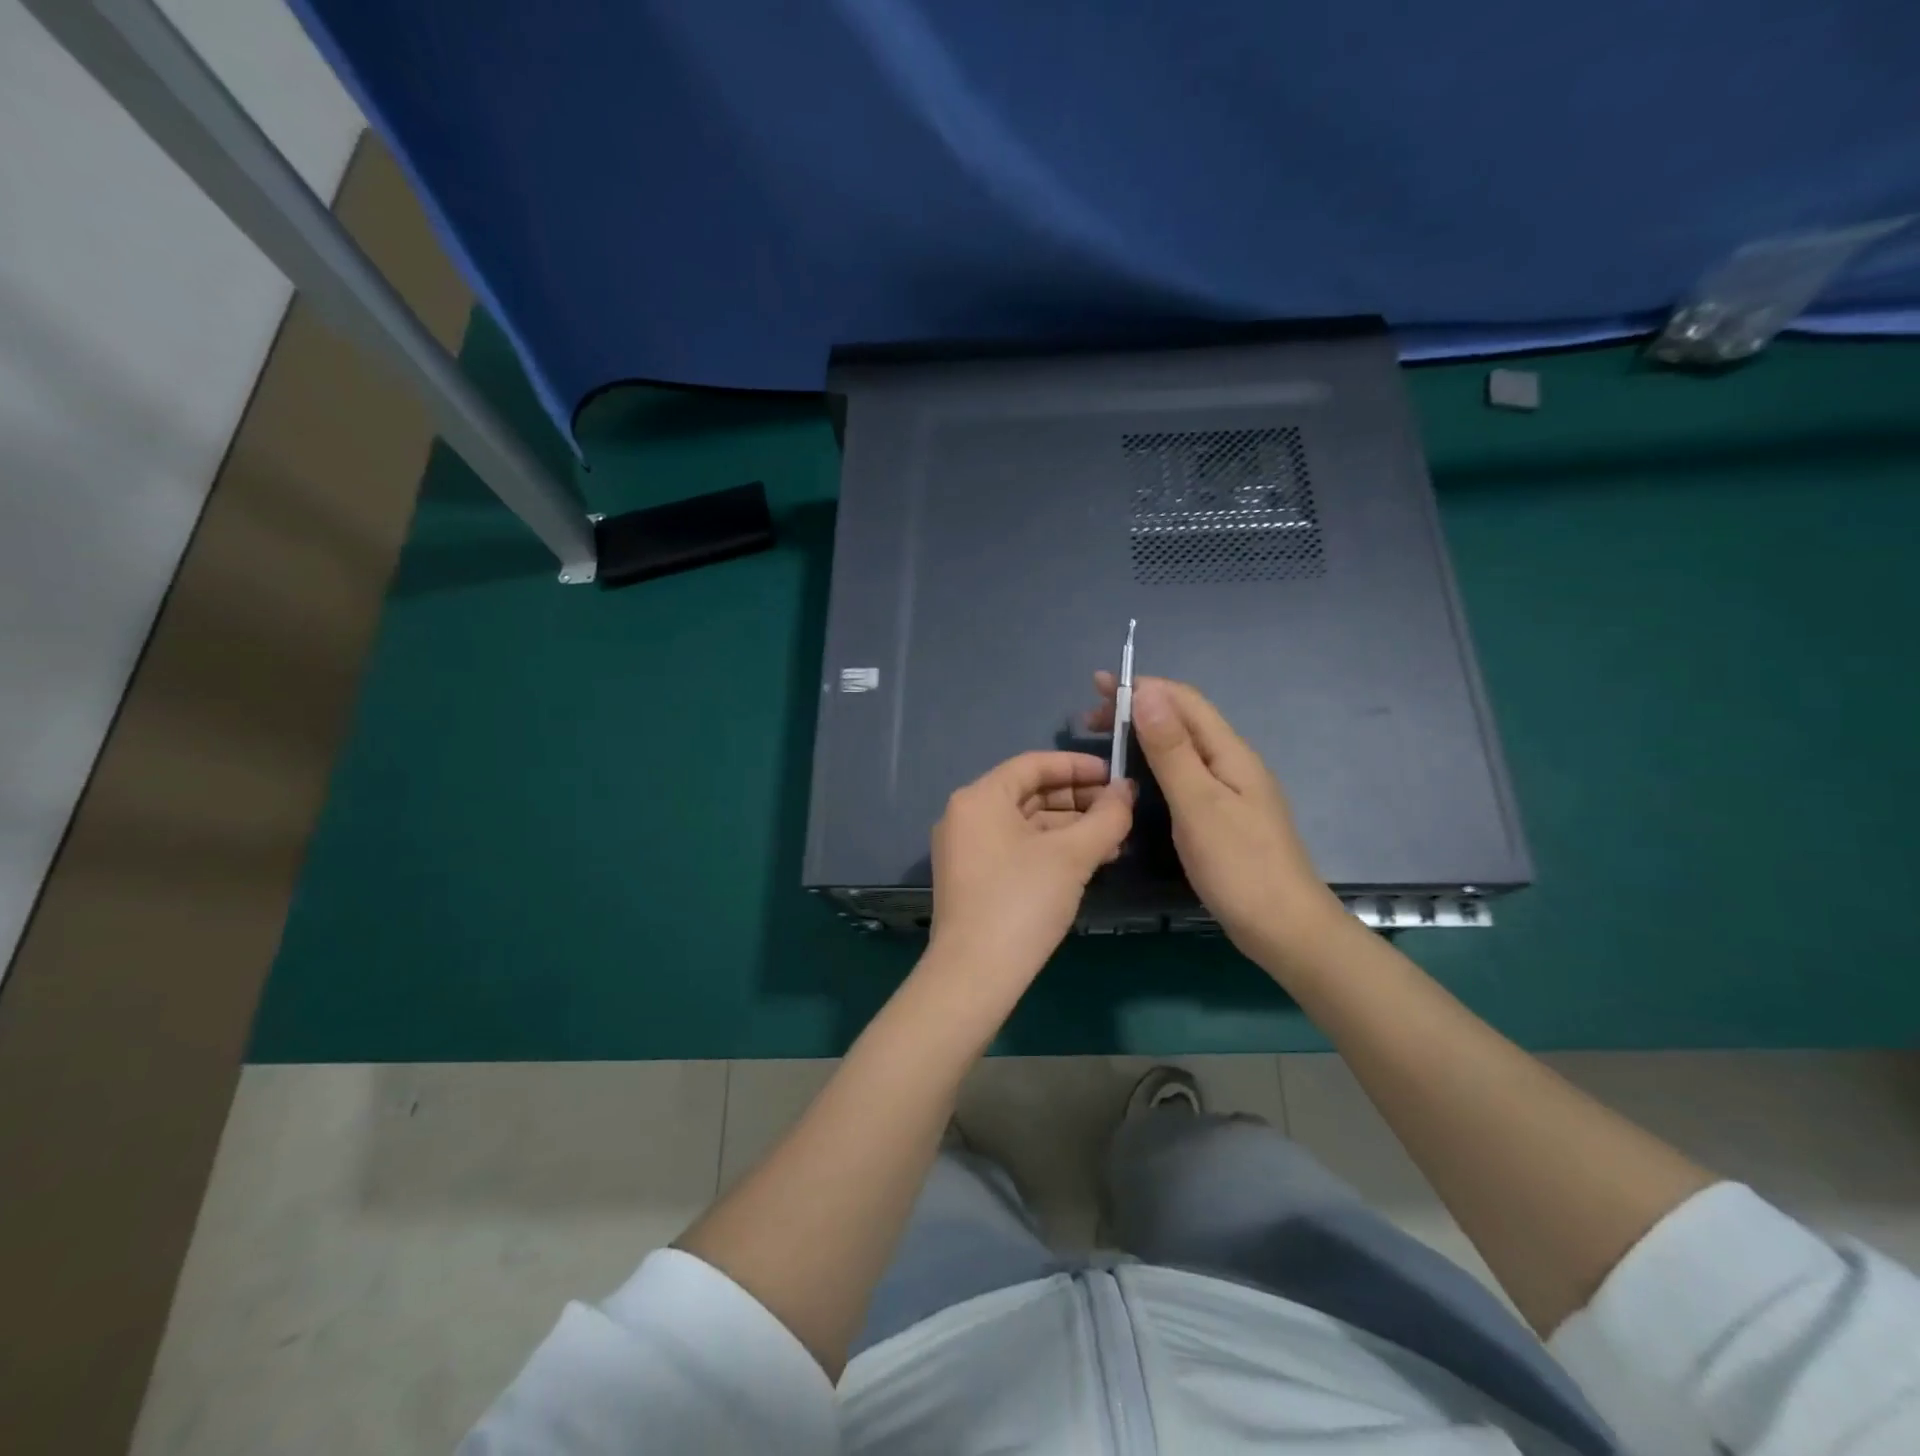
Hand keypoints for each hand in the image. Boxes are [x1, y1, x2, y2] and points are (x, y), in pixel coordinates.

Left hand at [928, 751, 1134, 988]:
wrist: (975, 974)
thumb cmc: (1022, 901)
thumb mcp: (1072, 856)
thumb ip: (1106, 817)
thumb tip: (1126, 791)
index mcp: (979, 798)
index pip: (1033, 764)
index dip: (1077, 766)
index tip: (1115, 775)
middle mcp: (966, 816)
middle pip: (1029, 793)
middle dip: (1078, 800)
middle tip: (1120, 811)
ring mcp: (966, 849)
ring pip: (1026, 824)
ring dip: (1070, 829)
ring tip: (1114, 841)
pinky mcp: (973, 879)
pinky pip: (1016, 848)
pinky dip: (1051, 850)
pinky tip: (1088, 862)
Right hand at [1090, 672, 1342, 964]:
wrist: (1285, 929)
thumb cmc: (1239, 866)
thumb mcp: (1198, 804)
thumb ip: (1172, 750)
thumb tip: (1149, 692)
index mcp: (1229, 752)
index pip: (1183, 700)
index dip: (1141, 687)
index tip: (1097, 688)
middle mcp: (1232, 762)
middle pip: (1183, 719)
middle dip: (1138, 708)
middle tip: (1091, 720)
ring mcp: (1231, 789)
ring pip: (1183, 745)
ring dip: (1144, 733)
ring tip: (1106, 741)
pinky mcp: (1224, 814)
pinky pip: (1185, 771)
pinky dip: (1155, 761)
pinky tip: (1139, 777)